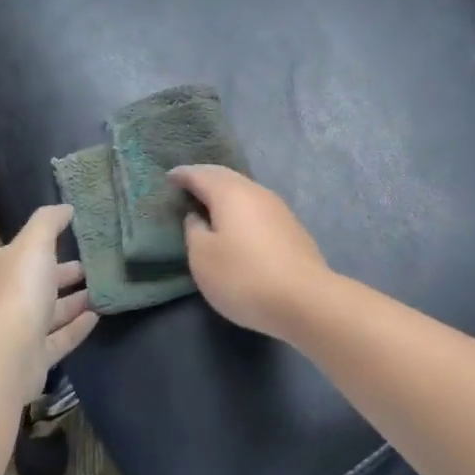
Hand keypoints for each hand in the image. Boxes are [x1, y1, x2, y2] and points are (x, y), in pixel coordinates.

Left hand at [0, 204, 98, 393]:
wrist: (8, 354)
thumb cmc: (18, 290)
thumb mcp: (34, 243)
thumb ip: (49, 222)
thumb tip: (65, 208)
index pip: (19, 255)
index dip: (44, 248)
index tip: (72, 242)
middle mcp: (0, 302)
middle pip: (35, 284)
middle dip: (62, 275)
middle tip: (92, 267)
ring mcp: (15, 333)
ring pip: (48, 313)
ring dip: (73, 302)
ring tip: (101, 290)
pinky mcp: (31, 359)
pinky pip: (58, 339)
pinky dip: (76, 327)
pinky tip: (97, 317)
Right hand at [167, 165, 332, 338]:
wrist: (305, 299)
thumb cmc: (244, 276)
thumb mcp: (203, 258)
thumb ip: (194, 231)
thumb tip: (198, 216)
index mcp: (230, 193)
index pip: (201, 174)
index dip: (183, 175)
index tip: (169, 177)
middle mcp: (255, 192)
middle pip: (226, 177)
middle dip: (205, 178)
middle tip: (187, 184)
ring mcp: (278, 208)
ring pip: (245, 191)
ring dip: (225, 193)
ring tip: (209, 203)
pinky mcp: (291, 227)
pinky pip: (257, 207)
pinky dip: (240, 208)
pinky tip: (237, 223)